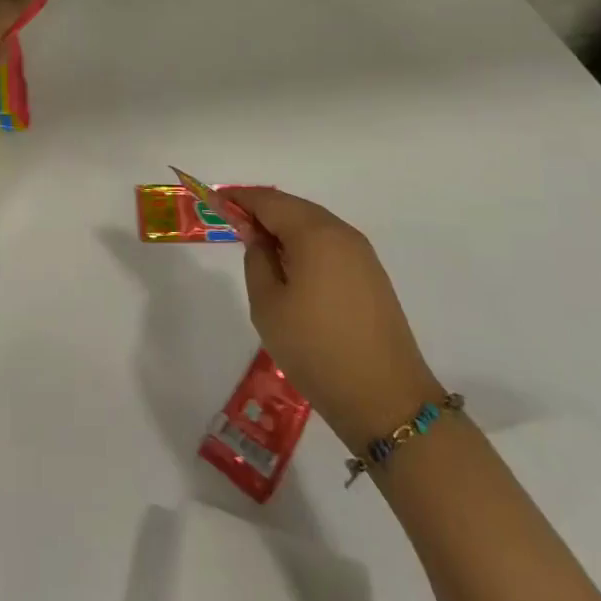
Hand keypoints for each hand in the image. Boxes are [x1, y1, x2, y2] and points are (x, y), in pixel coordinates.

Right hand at [223, 187, 441, 450]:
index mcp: (315, 233)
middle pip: (293, 208)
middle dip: (262, 210)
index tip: (213, 200)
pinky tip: (290, 265)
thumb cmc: (316, 349)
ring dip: (284, 227)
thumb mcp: (268, 305)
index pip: (269, 201)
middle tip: (231, 221)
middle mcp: (341, 233)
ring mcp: (362, 254)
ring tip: (257, 244)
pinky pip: (329, 244)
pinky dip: (304, 244)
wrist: (387, 401)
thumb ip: (256, 259)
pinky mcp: (371, 276)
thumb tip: (256, 234)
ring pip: (313, 225)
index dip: (239, 198)